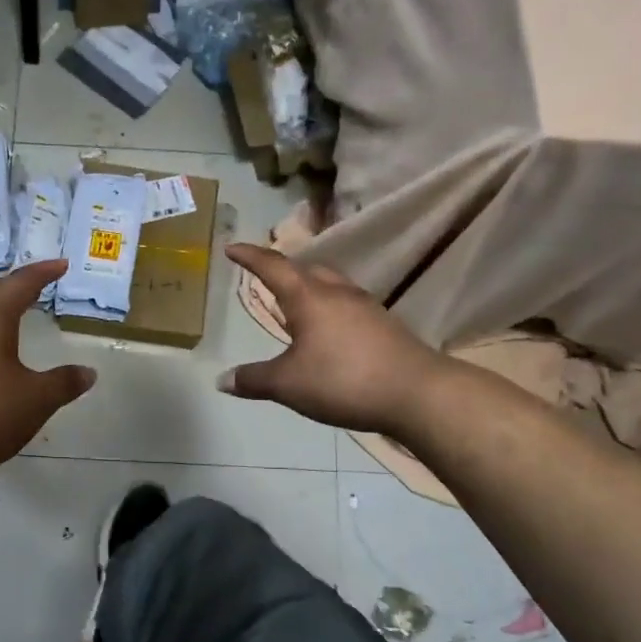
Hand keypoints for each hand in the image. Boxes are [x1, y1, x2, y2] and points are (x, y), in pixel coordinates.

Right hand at [220, 244, 446, 436]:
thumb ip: (254, 379)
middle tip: (265, 276)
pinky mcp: (384, 326)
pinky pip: (347, 306)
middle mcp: (338, 293)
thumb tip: (222, 380)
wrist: (418, 393)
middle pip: (307, 270)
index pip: (273, 267)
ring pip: (330, 286)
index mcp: (309, 298)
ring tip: (295, 304)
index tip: (232, 248)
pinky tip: (327, 331)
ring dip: (309, 288)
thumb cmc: (343, 379)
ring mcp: (366, 308)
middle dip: (283, 269)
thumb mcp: (288, 384)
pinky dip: (329, 309)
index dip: (250, 256)